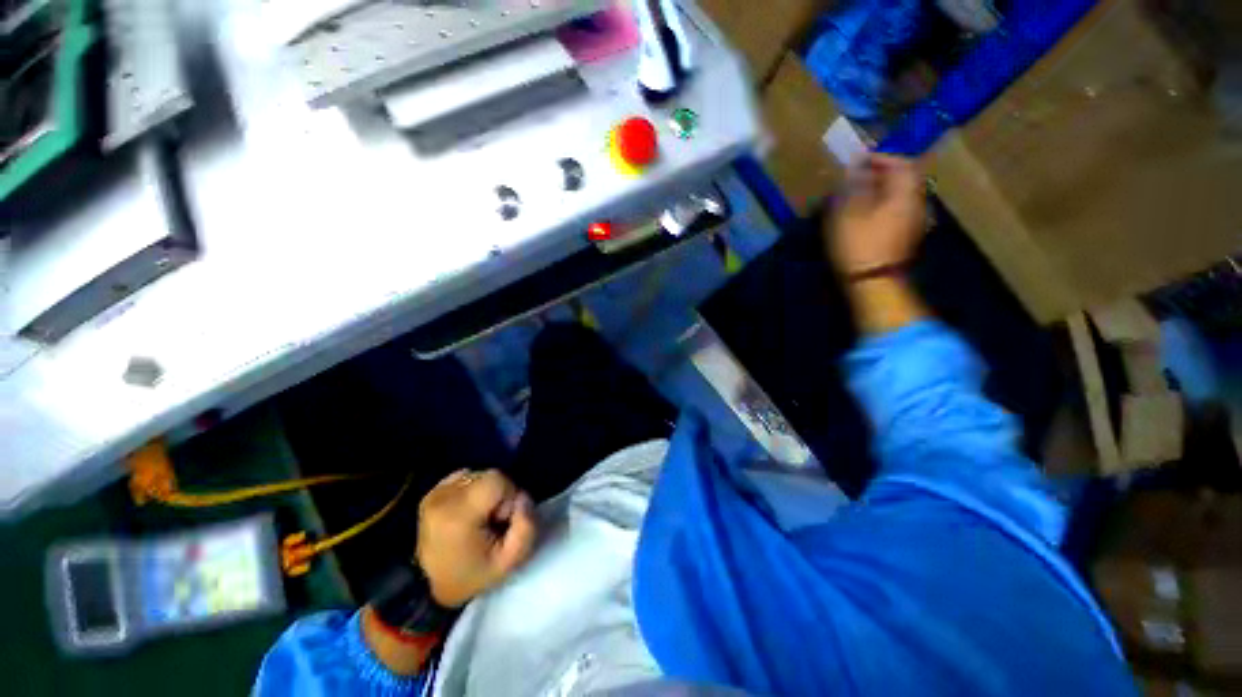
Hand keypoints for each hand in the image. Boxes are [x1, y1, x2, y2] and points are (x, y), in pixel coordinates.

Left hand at [415, 469, 536, 607]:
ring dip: (485, 492)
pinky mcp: (431, 493)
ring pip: (477, 475)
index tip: (501, 521)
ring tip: (478, 518)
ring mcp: (434, 494)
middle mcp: (442, 498)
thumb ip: (527, 526)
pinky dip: (471, 489)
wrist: (434, 589)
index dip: (508, 496)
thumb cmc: (474, 575)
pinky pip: (463, 477)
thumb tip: (522, 497)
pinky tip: (467, 511)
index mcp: (458, 515)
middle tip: (491, 522)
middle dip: (498, 495)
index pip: (497, 478)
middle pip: (488, 475)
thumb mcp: (511, 561)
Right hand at [827, 154, 927, 275]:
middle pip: (904, 179)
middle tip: (856, 178)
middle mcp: (916, 203)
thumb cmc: (858, 244)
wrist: (872, 282)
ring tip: (857, 197)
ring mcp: (914, 221)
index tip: (858, 161)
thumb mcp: (847, 213)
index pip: (901, 163)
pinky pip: (897, 211)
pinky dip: (882, 206)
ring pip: (900, 196)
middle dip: (880, 175)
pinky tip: (864, 215)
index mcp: (905, 193)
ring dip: (881, 191)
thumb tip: (856, 170)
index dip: (880, 158)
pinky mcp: (906, 236)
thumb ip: (853, 187)